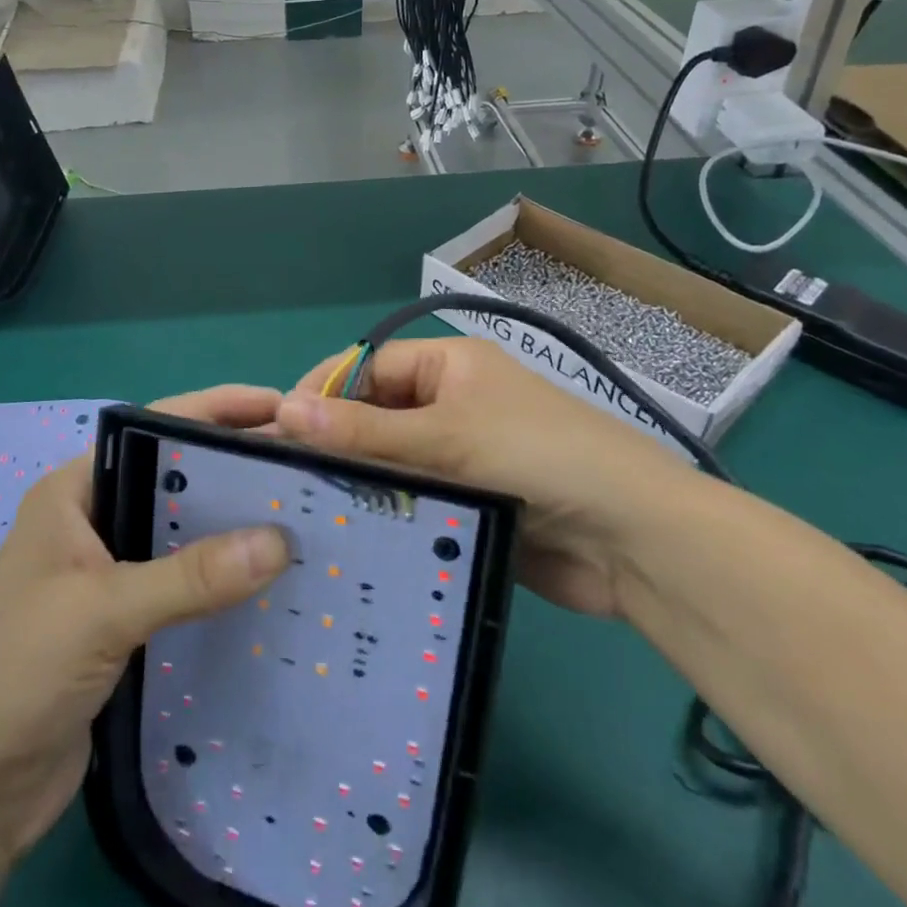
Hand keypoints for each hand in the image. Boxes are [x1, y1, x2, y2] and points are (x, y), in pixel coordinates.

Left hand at [0, 385, 292, 864]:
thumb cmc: (13, 673)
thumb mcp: (100, 611)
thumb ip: (190, 576)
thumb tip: (281, 541)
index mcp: (77, 490)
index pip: (156, 427)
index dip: (218, 410)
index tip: (283, 407)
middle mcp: (96, 520)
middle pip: (178, 478)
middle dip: (237, 466)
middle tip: (309, 464)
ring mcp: (111, 573)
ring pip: (186, 533)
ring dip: (235, 526)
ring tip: (306, 515)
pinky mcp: (126, 622)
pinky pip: (186, 585)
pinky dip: (224, 579)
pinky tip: (271, 581)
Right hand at [279, 339, 694, 618]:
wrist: (631, 539)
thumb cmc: (537, 457)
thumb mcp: (445, 435)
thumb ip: (364, 429)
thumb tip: (282, 409)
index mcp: (451, 366)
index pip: (370, 368)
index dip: (324, 392)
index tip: (275, 430)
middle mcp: (453, 404)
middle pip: (378, 416)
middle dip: (337, 442)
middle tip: (283, 480)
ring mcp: (464, 457)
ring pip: (394, 463)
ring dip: (360, 484)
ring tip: (302, 513)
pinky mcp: (472, 505)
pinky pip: (417, 502)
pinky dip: (389, 516)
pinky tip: (348, 540)